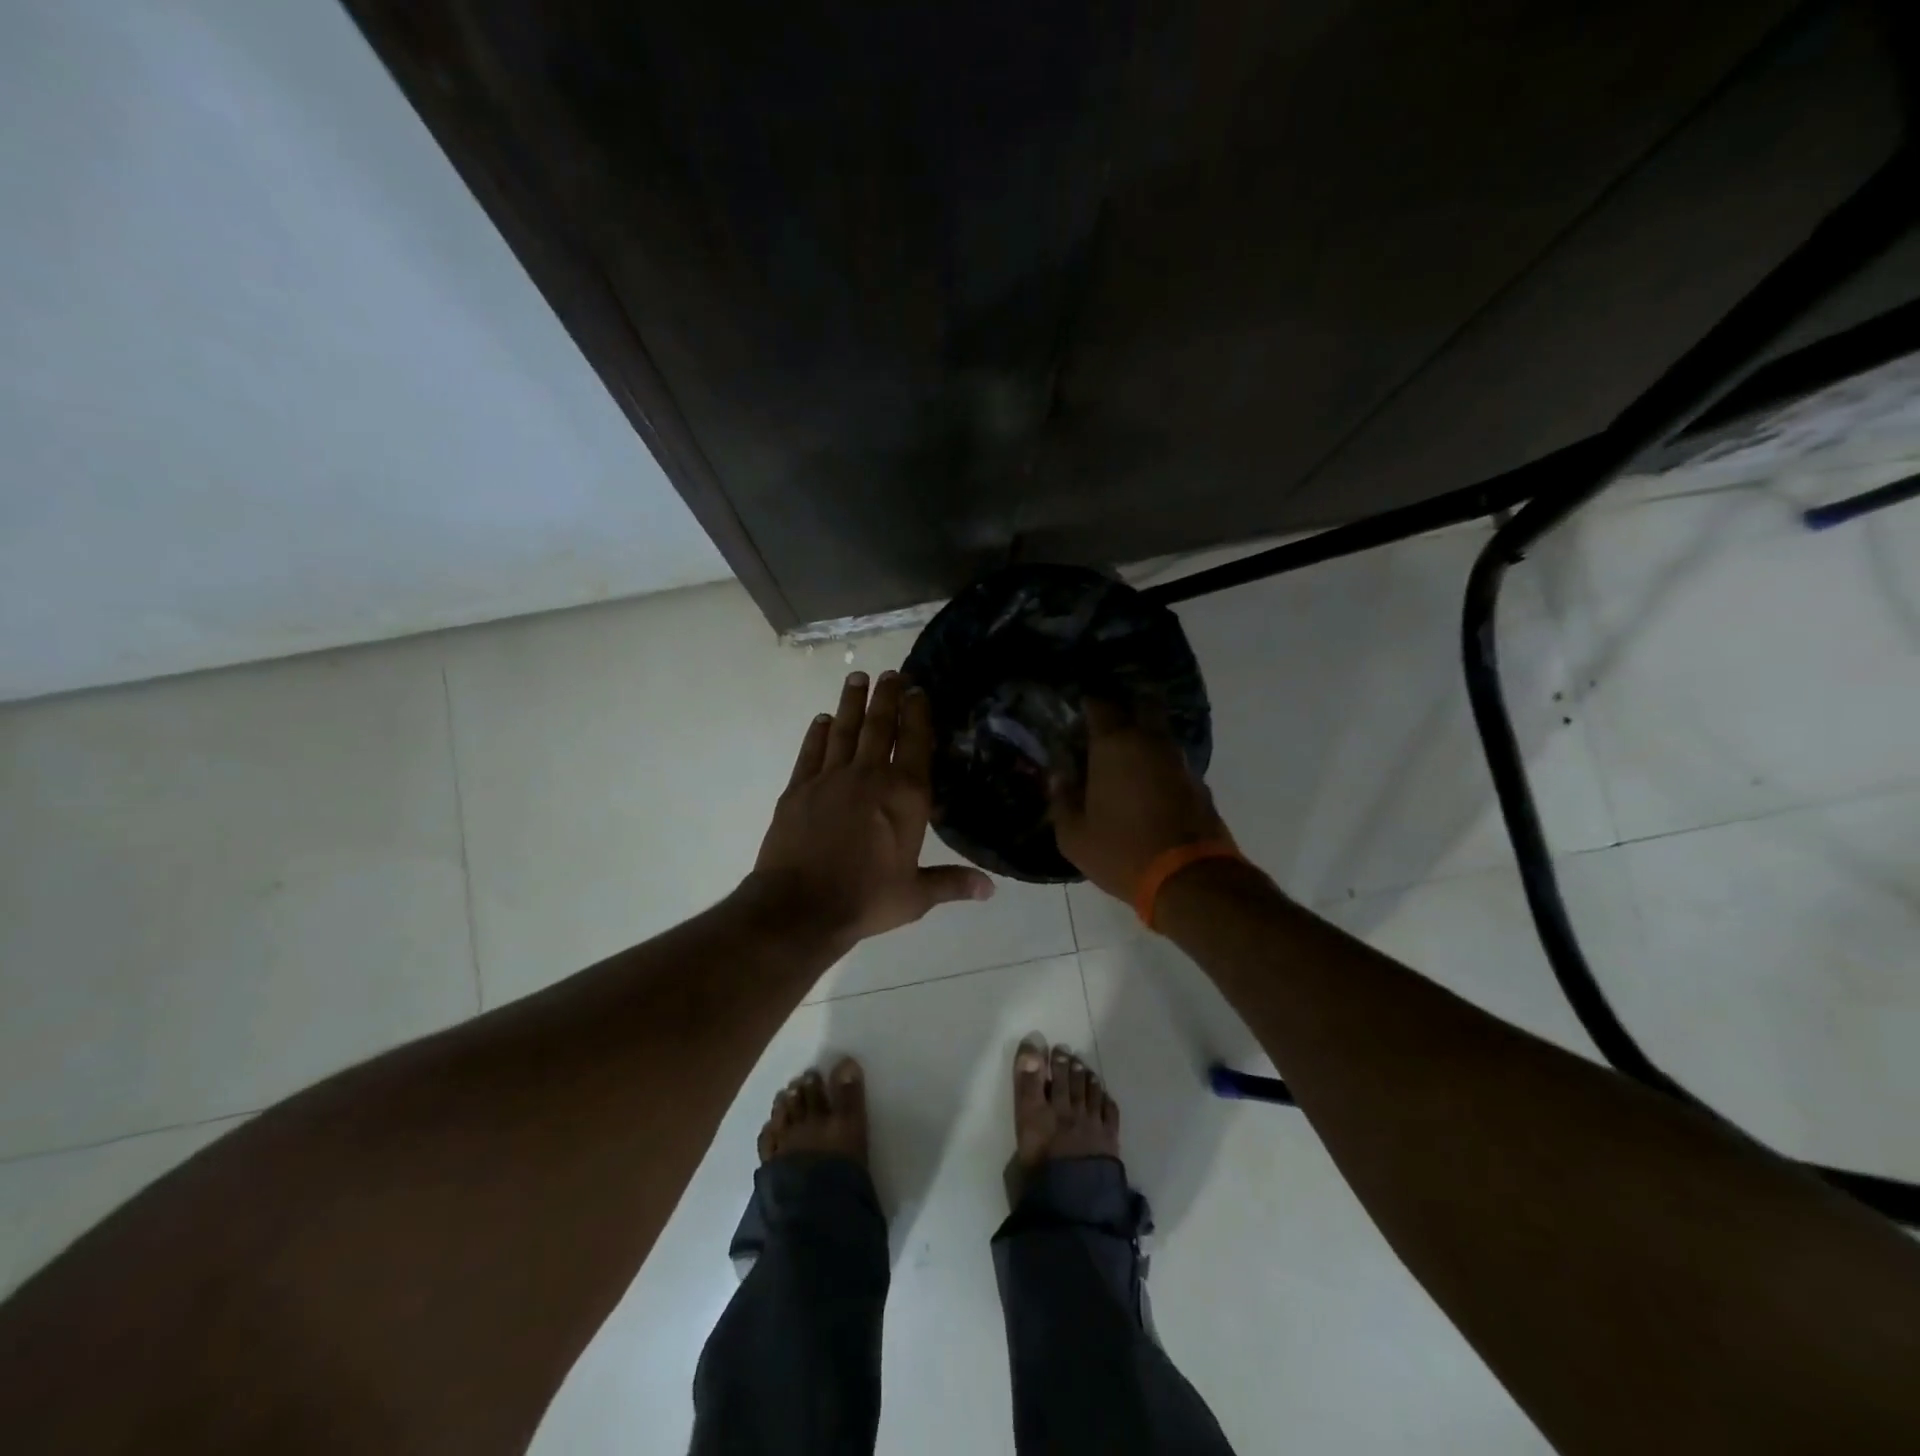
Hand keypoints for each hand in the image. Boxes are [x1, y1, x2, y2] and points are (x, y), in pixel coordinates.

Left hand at [749, 670, 993, 947]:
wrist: (800, 907)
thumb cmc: (865, 900)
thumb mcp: (915, 896)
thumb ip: (951, 883)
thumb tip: (990, 889)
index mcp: (905, 796)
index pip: (916, 744)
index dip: (917, 714)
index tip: (917, 689)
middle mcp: (870, 776)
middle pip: (880, 726)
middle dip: (887, 696)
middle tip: (890, 672)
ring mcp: (831, 778)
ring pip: (844, 730)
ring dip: (852, 703)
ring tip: (858, 678)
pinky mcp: (799, 788)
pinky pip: (811, 751)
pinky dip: (818, 733)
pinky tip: (822, 719)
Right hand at [1050, 700, 1234, 901]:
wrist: (1189, 878)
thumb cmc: (1121, 851)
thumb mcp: (1074, 835)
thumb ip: (1062, 799)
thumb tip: (1059, 776)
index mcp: (1114, 745)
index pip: (1099, 704)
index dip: (1086, 704)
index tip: (1075, 715)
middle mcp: (1150, 741)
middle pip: (1140, 705)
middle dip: (1123, 710)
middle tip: (1103, 730)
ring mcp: (1178, 760)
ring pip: (1158, 734)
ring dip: (1142, 739)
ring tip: (1122, 761)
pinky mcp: (1197, 782)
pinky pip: (1171, 761)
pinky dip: (1157, 765)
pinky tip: (1145, 786)